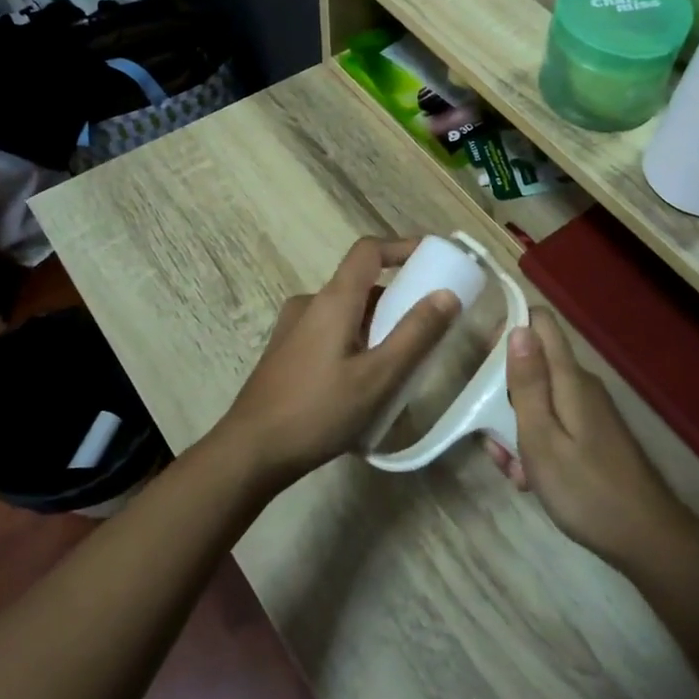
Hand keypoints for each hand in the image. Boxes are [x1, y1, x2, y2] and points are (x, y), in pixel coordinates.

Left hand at [216, 237, 460, 484]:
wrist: (250, 451)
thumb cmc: (318, 411)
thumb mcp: (378, 377)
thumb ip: (416, 334)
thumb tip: (448, 294)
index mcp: (333, 300)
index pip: (369, 250)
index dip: (402, 247)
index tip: (433, 259)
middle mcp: (310, 304)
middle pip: (360, 284)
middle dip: (397, 298)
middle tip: (427, 327)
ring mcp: (293, 329)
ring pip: (346, 312)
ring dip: (377, 325)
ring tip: (402, 363)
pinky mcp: (286, 353)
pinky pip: (331, 332)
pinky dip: (356, 341)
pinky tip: (365, 383)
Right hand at [484, 310, 685, 569]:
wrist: (647, 539)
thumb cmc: (586, 490)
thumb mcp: (542, 438)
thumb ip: (528, 383)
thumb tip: (518, 328)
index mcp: (569, 378)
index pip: (540, 322)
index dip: (509, 328)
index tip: (483, 361)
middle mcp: (580, 386)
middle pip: (533, 365)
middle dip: (503, 393)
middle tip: (492, 434)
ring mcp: (589, 412)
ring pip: (539, 401)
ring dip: (516, 428)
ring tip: (512, 469)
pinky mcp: (593, 436)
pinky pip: (553, 426)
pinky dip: (536, 446)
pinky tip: (530, 481)